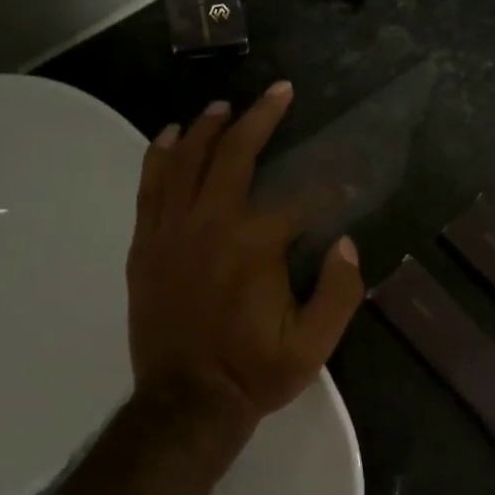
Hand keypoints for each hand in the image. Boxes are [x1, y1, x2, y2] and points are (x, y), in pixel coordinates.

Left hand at [127, 82, 363, 432]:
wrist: (185, 403)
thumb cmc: (253, 372)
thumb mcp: (314, 344)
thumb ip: (340, 292)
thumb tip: (348, 244)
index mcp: (255, 246)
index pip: (299, 201)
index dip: (327, 192)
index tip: (343, 189)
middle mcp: (210, 225)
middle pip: (234, 155)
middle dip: (261, 118)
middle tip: (279, 91)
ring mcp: (171, 232)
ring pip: (187, 161)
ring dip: (208, 128)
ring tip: (224, 105)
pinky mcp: (146, 245)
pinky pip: (151, 186)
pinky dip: (162, 155)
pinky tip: (172, 135)